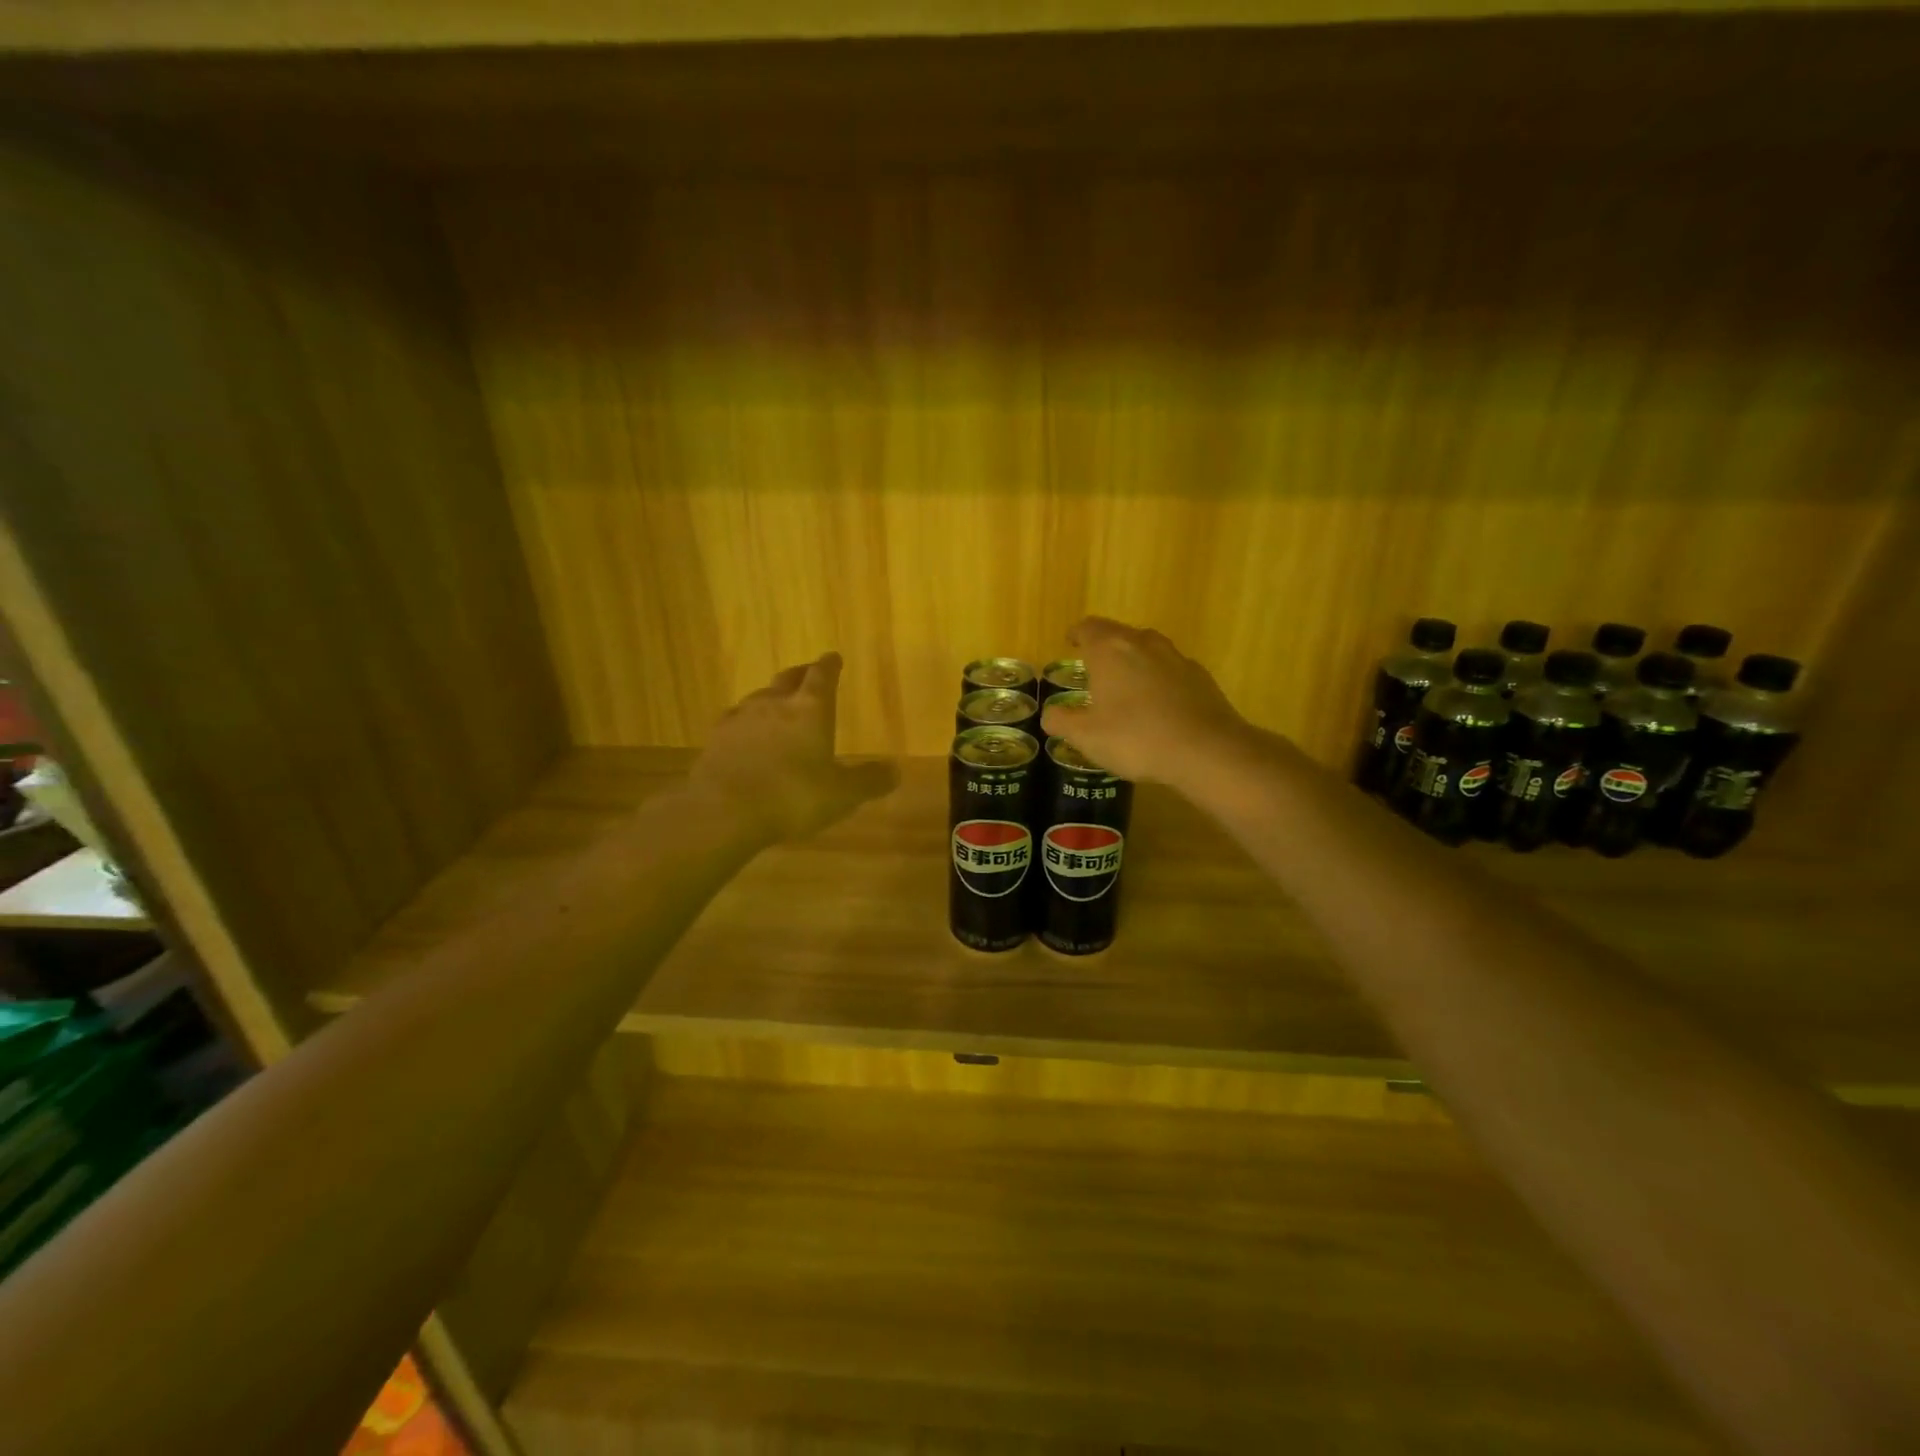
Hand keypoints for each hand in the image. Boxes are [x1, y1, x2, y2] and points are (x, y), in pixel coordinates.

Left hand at [686, 653, 897, 845]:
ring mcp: (741, 718)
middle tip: (808, 674)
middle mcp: (775, 703)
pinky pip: (736, 721)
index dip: (830, 666)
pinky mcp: (716, 738)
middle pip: (789, 679)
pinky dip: (747, 724)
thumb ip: (869, 780)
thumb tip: (895, 770)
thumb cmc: (792, 796)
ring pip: (760, 697)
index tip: (833, 658)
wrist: (724, 810)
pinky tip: (746, 735)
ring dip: (772, 697)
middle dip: (801, 675)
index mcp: (811, 709)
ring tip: (778, 706)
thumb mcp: (842, 794)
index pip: (822, 676)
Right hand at [1040, 618, 1252, 784]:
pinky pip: (1170, 670)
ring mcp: (1175, 657)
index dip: (1077, 634)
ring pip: (1147, 649)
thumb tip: (1049, 714)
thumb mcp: (1086, 737)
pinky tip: (1158, 705)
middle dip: (1104, 647)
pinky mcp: (1200, 677)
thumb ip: (1062, 721)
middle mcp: (1142, 643)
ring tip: (1126, 685)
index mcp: (1110, 650)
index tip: (1071, 642)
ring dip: (1134, 661)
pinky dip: (1159, 679)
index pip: (1088, 628)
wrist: (1206, 750)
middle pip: (1118, 634)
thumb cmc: (1136, 738)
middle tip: (1094, 668)